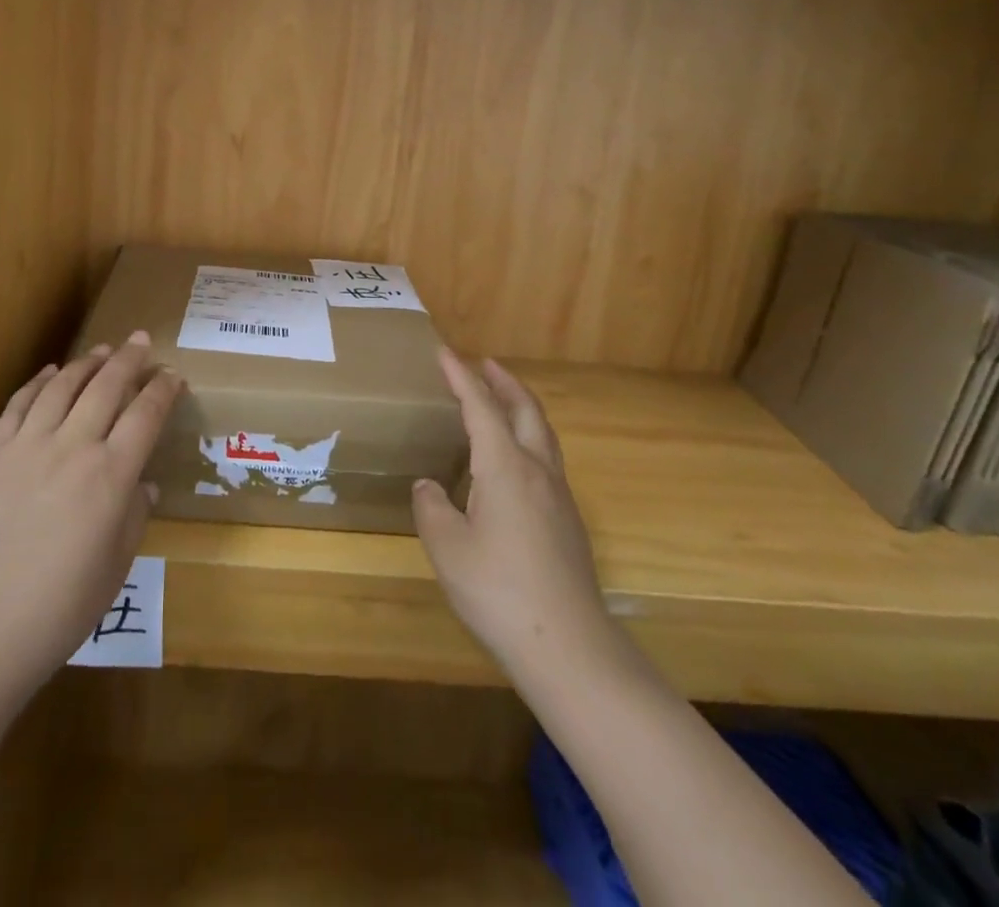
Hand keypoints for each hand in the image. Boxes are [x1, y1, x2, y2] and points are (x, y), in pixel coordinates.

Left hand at [0, 332, 182, 706]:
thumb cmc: (58, 610)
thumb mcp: (115, 569)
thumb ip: (134, 517)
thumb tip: (144, 485)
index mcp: (111, 476)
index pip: (145, 416)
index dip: (162, 390)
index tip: (172, 375)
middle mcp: (73, 447)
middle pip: (107, 387)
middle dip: (129, 360)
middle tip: (140, 340)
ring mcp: (27, 446)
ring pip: (62, 386)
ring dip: (86, 363)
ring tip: (102, 350)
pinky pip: (19, 404)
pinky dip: (38, 382)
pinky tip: (50, 373)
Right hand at [413, 349, 621, 690]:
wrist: (569, 647)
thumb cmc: (499, 590)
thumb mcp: (447, 547)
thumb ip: (432, 508)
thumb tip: (429, 487)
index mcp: (505, 467)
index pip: (481, 407)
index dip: (461, 377)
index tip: (445, 352)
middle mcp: (537, 471)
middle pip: (525, 410)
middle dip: (504, 382)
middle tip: (485, 363)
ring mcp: (559, 497)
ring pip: (543, 435)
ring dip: (521, 408)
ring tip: (502, 401)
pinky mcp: (568, 522)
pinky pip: (547, 460)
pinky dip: (529, 439)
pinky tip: (514, 463)